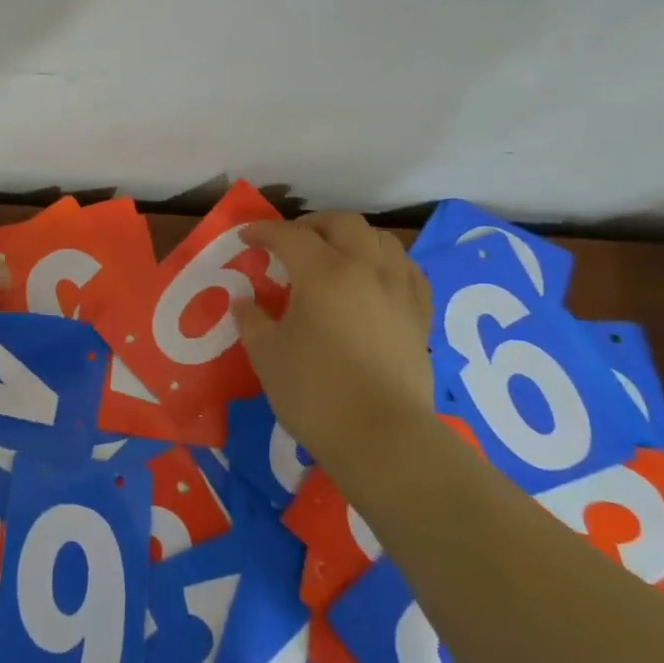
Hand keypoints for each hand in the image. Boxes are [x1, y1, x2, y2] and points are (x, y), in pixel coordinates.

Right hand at [232, 213, 434, 471]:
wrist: (383, 439)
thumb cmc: (315, 392)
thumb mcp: (267, 355)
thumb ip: (252, 320)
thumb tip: (244, 301)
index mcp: (322, 272)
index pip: (289, 235)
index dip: (263, 231)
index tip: (245, 238)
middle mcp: (365, 269)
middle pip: (342, 223)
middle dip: (312, 224)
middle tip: (290, 243)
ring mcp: (399, 290)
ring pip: (381, 240)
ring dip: (352, 238)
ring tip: (334, 256)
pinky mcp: (420, 316)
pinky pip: (408, 270)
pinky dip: (386, 263)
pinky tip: (376, 279)